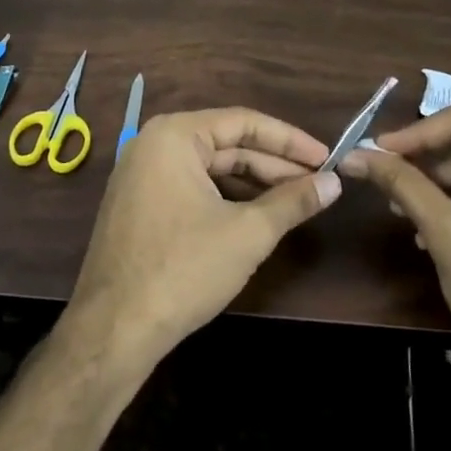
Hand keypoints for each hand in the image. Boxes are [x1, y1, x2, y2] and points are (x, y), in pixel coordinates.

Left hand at [66, 109, 335, 371]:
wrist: (115, 327)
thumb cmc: (183, 269)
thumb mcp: (247, 233)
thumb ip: (293, 202)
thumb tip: (335, 183)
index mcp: (174, 135)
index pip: (244, 122)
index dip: (290, 141)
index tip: (328, 158)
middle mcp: (153, 143)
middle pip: (226, 144)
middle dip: (274, 165)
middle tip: (319, 184)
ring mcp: (141, 174)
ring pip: (210, 169)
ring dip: (253, 183)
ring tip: (296, 201)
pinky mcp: (140, 204)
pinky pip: (192, 187)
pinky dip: (226, 198)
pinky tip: (257, 216)